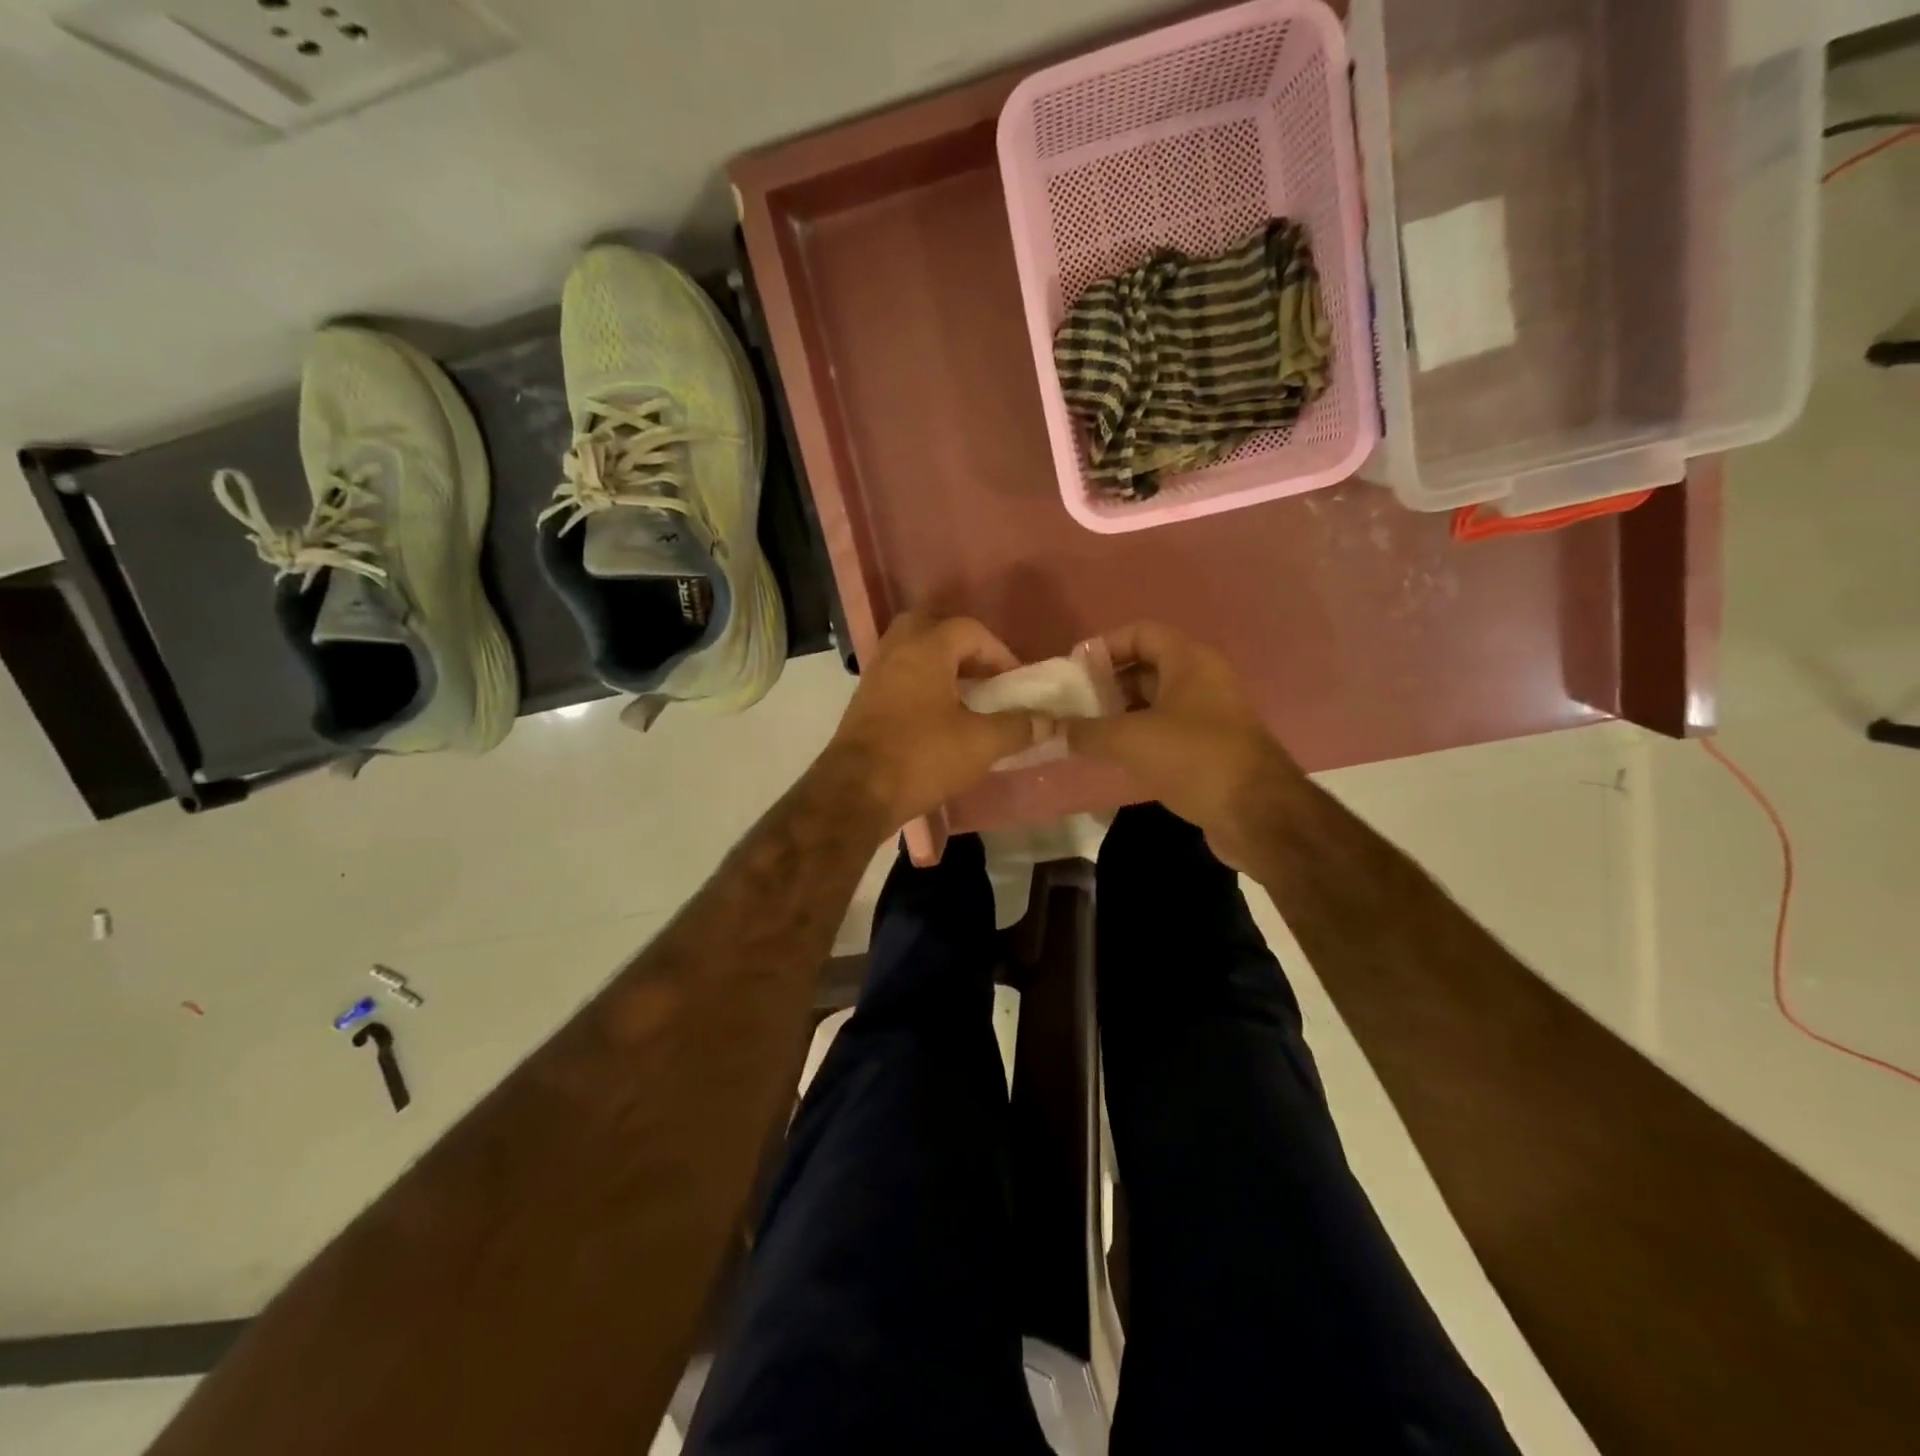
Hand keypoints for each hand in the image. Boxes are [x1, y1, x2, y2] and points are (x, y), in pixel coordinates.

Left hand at [824, 614, 1055, 827]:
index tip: (1016, 682)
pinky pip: (899, 678)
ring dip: (940, 668)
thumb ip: (1018, 727)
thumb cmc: (922, 757)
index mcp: (926, 649)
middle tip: (984, 676)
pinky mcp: (863, 703)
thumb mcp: (980, 743)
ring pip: (911, 653)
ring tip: (965, 698)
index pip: (969, 630)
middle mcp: (896, 652)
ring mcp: (875, 676)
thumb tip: (1050, 722)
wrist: (856, 792)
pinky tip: (938, 718)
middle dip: (962, 649)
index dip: (999, 652)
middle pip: (932, 629)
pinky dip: (921, 686)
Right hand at [1067, 622, 1305, 867]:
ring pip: (1154, 702)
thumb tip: (1052, 729)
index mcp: (1189, 660)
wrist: (1258, 814)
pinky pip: (1165, 730)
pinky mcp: (1209, 748)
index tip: (1073, 672)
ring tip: (1085, 733)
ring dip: (1120, 714)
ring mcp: (1209, 715)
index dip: (1104, 646)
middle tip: (1073, 706)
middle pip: (1145, 667)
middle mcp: (1202, 679)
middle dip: (1106, 683)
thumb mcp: (1130, 740)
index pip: (1140, 633)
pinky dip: (1138, 737)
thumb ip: (1086, 731)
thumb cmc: (1194, 759)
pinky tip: (1112, 757)